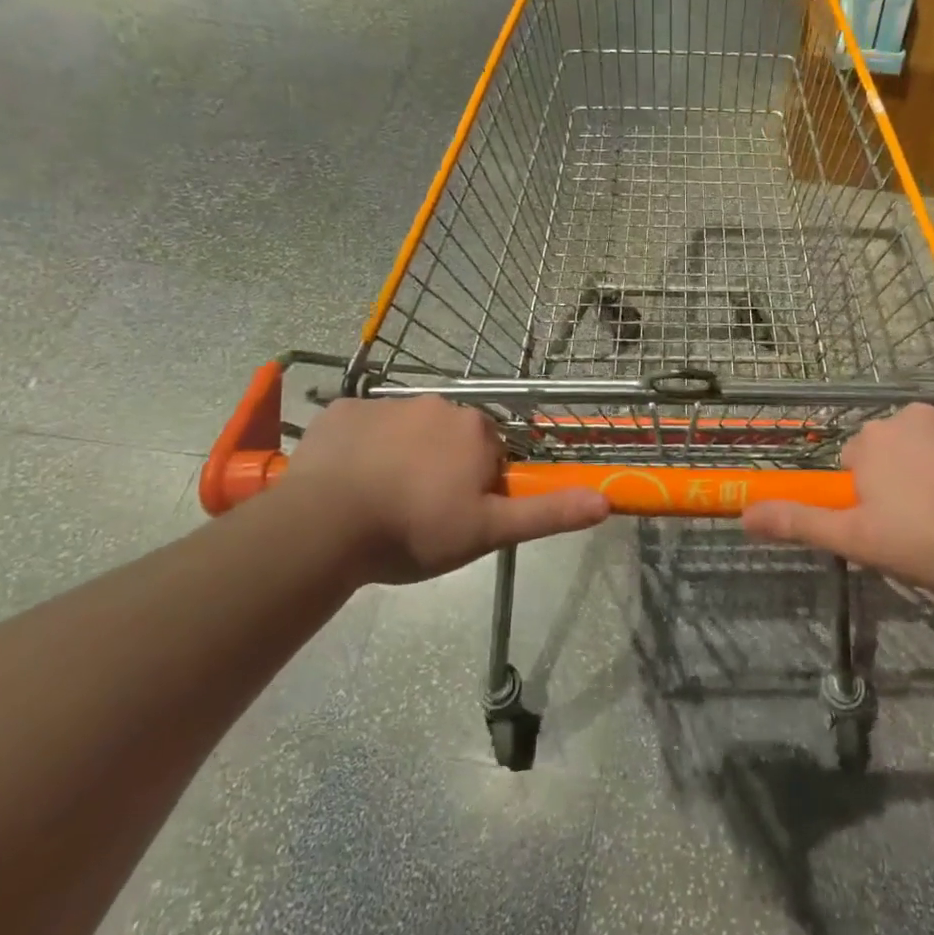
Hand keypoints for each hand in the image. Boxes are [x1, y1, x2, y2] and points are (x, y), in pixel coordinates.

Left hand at [274, 397, 609, 583]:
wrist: (326, 526)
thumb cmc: (417, 529)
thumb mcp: (489, 531)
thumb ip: (548, 513)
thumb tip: (606, 501)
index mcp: (476, 429)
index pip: (490, 452)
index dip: (477, 485)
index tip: (455, 515)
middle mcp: (438, 404)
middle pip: (449, 437)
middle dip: (441, 466)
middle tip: (418, 512)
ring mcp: (386, 403)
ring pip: (406, 431)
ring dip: (401, 456)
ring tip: (378, 502)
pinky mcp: (342, 411)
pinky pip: (362, 428)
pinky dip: (360, 449)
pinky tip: (347, 483)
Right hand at [740, 404, 933, 592]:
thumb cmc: (930, 540)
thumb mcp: (858, 540)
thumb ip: (800, 522)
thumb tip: (744, 514)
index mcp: (872, 441)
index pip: (857, 462)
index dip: (870, 495)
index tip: (892, 524)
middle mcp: (910, 414)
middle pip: (895, 446)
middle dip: (904, 475)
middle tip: (927, 521)